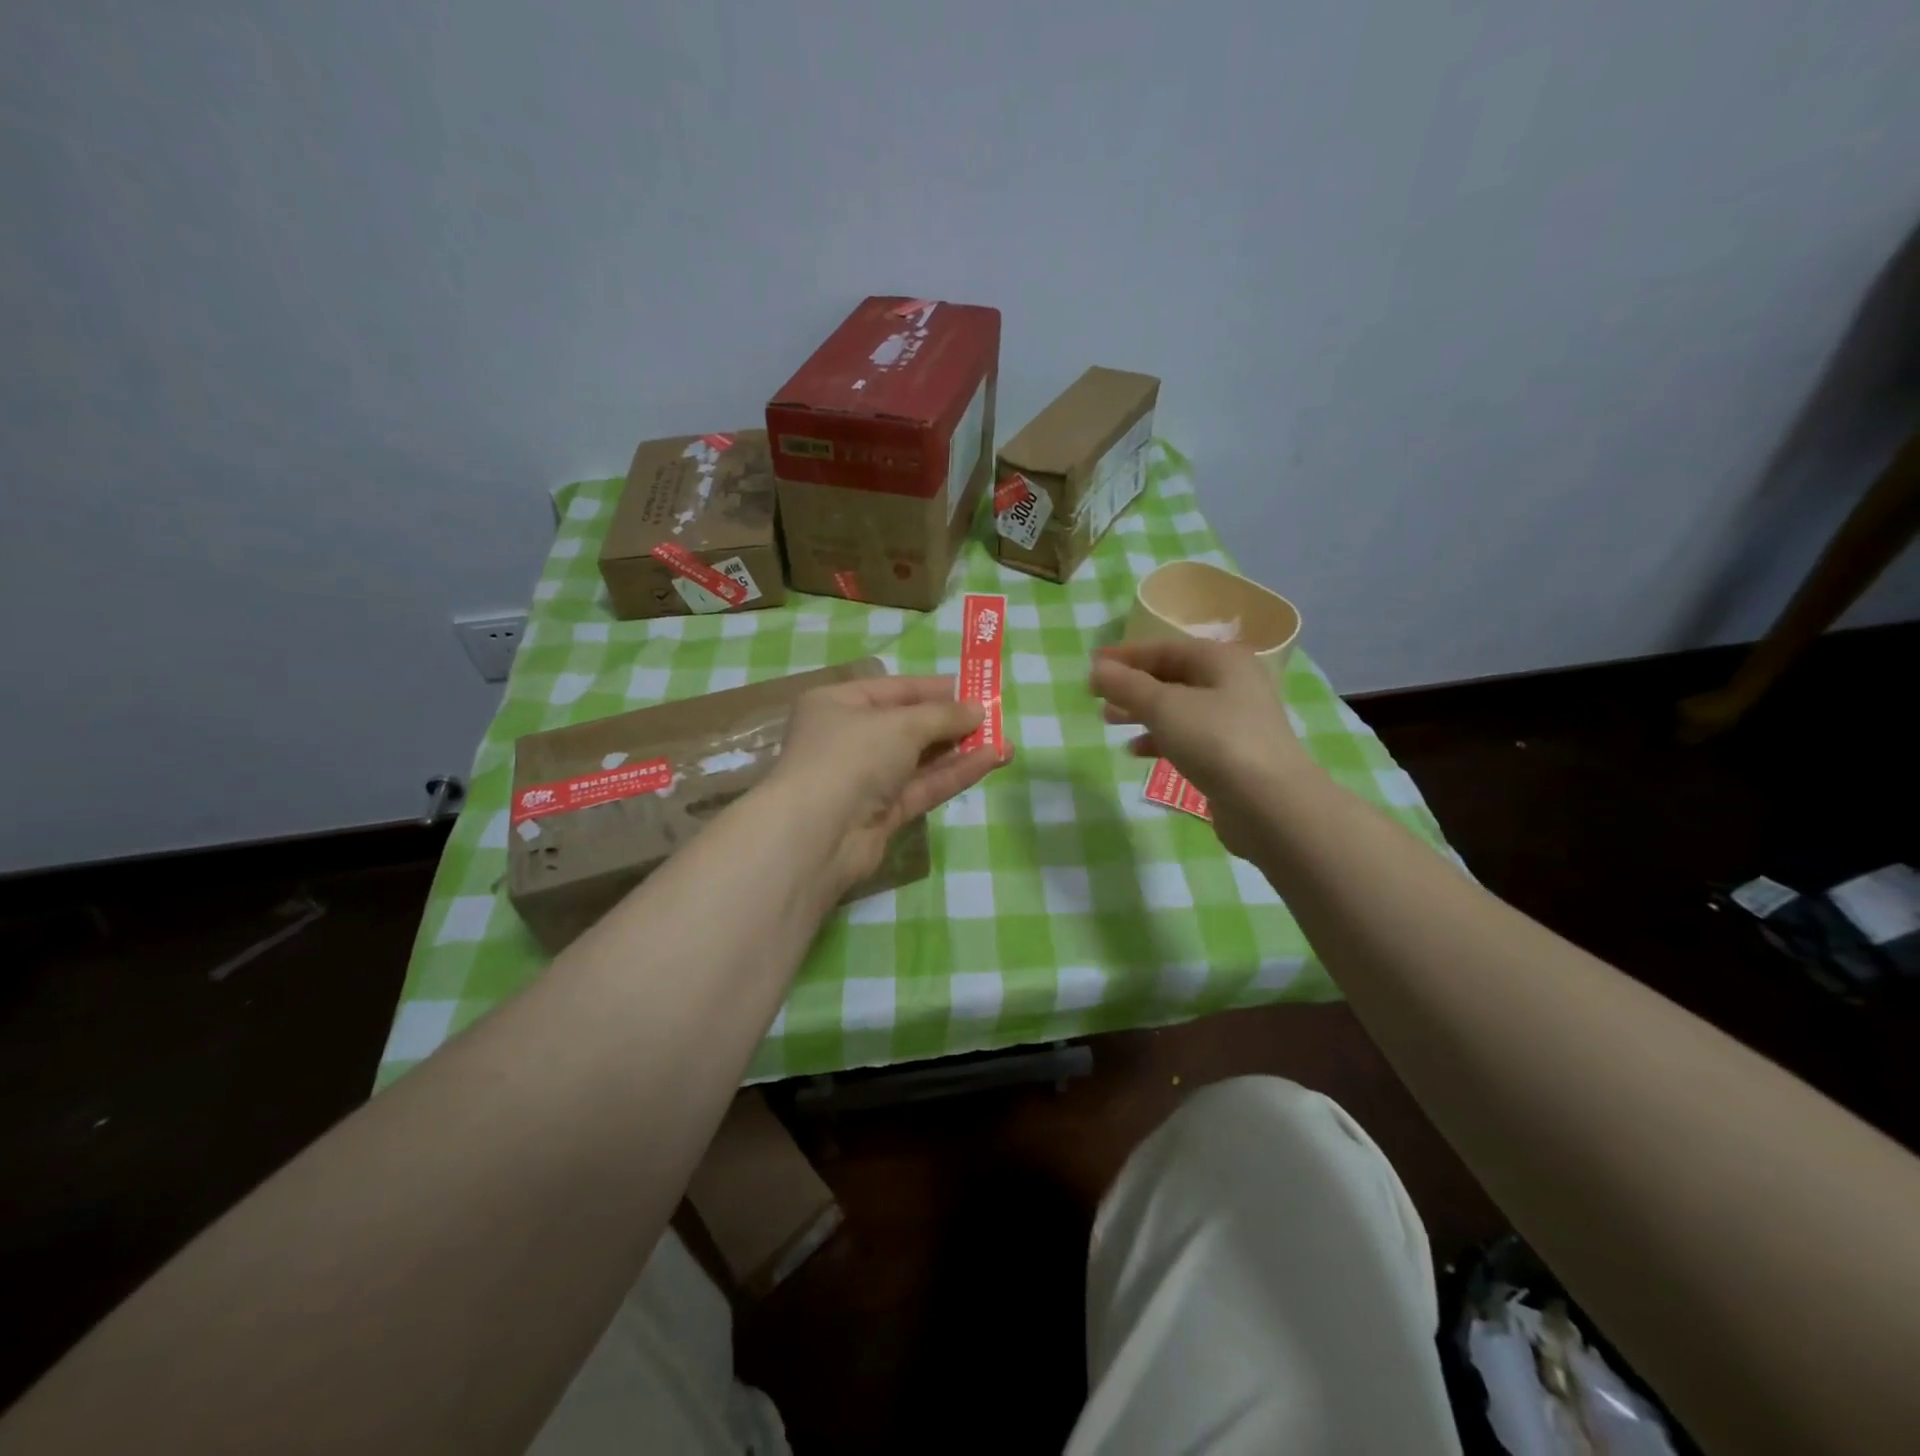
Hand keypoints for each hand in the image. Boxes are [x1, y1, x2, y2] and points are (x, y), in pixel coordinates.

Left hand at [768, 675, 1006, 894]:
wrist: (817, 835)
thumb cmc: (851, 756)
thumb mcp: (901, 724)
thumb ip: (943, 716)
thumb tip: (978, 710)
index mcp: (838, 704)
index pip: (894, 689)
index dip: (935, 689)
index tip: (975, 688)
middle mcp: (849, 739)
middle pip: (909, 725)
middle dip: (953, 722)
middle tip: (995, 718)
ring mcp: (866, 779)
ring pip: (920, 759)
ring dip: (961, 750)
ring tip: (1005, 742)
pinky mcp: (882, 814)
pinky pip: (923, 786)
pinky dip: (954, 774)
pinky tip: (990, 762)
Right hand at [1089, 638, 1315, 857]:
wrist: (1270, 804)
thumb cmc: (1216, 741)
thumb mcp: (1165, 707)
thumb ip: (1127, 686)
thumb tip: (1096, 669)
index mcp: (1221, 660)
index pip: (1164, 648)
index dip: (1125, 656)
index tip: (1091, 667)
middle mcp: (1232, 684)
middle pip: (1172, 677)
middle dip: (1132, 686)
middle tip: (1097, 698)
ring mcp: (1235, 721)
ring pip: (1178, 709)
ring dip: (1142, 713)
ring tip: (1108, 722)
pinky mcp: (1232, 755)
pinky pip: (1188, 737)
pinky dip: (1161, 740)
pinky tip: (1137, 752)